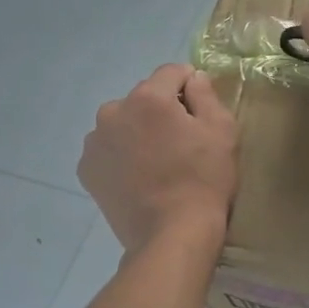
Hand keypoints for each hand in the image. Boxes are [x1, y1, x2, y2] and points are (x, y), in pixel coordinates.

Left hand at [79, 65, 238, 254]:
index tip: (200, 110)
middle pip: (144, 98)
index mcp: (148, 98)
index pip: (171, 73)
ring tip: (156, 162)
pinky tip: (138, 177)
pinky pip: (108, 149)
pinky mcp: (87, 169)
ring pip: (123, 123)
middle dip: (161, 110)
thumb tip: (193, 78)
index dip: (190, 86)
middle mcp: (114, 111)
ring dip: (138, 132)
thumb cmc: (203, 179)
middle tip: (180, 142)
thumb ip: (206, 94)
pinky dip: (121, 155)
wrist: (171, 234)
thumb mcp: (221, 130)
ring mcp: (95, 142)